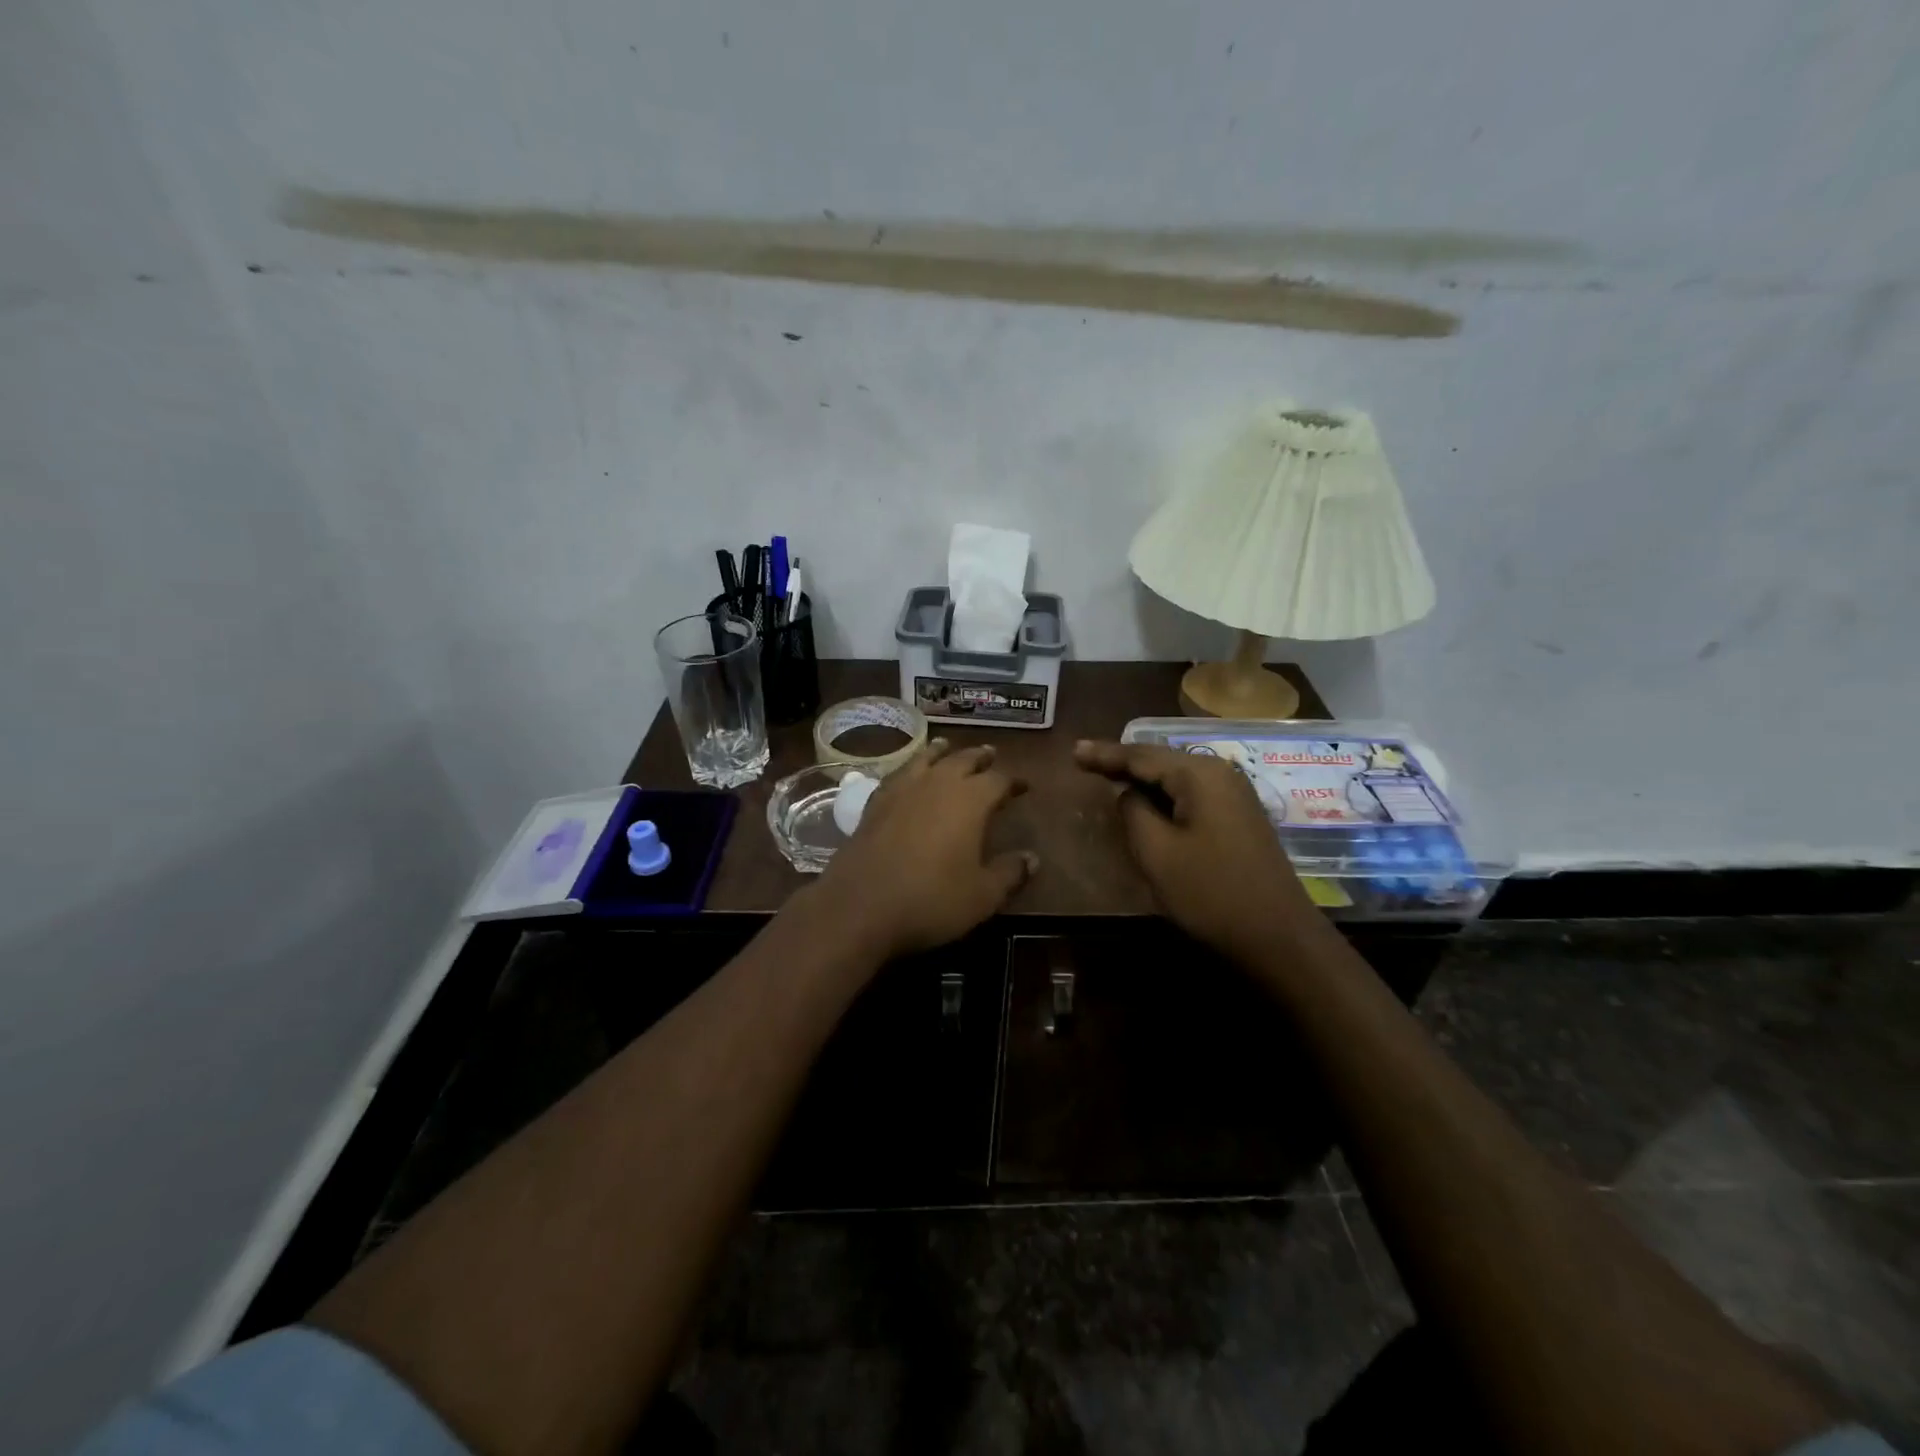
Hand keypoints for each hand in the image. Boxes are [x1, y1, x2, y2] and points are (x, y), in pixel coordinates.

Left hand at [809, 740, 1037, 960]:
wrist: (860, 906)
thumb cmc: (931, 900)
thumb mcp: (982, 895)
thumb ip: (1010, 873)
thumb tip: (1032, 858)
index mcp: (970, 800)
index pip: (999, 780)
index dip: (1014, 781)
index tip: (1024, 786)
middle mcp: (937, 784)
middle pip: (963, 759)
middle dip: (980, 757)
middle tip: (991, 755)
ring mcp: (902, 790)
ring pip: (926, 758)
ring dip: (942, 751)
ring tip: (948, 747)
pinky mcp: (875, 803)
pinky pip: (898, 773)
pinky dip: (909, 767)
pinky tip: (908, 774)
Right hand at [1074, 739, 1319, 963]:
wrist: (1279, 937)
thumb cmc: (1211, 893)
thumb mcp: (1157, 852)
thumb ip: (1133, 811)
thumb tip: (1128, 794)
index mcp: (1200, 775)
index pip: (1142, 755)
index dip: (1105, 754)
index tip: (1073, 751)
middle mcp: (1221, 774)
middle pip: (1161, 760)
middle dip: (1122, 761)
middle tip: (1083, 760)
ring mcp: (1235, 795)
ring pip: (1176, 777)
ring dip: (1143, 778)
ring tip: (1107, 775)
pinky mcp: (1239, 817)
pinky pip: (1191, 793)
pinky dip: (1164, 794)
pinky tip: (1146, 799)